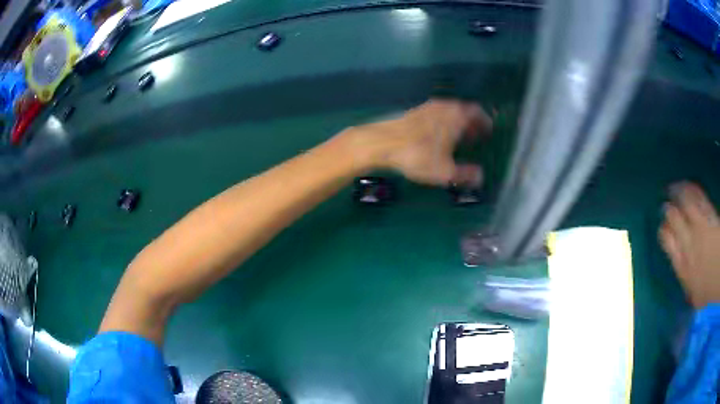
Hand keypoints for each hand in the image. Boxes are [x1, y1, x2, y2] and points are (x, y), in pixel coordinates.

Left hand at [344, 99, 491, 185]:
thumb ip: (466, 174)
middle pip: (464, 111)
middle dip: (472, 124)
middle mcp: (444, 106)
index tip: (488, 131)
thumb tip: (480, 178)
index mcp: (457, 115)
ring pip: (449, 112)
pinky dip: (443, 123)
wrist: (381, 143)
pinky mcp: (413, 112)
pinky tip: (437, 137)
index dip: (485, 121)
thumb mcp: (445, 171)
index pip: (477, 112)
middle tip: (475, 137)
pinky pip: (436, 115)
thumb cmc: (418, 155)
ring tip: (458, 139)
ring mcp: (427, 107)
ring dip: (457, 123)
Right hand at [659, 182, 719, 308]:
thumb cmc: (708, 288)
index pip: (667, 242)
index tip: (663, 229)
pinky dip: (690, 189)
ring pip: (685, 204)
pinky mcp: (707, 213)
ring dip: (677, 194)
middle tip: (666, 206)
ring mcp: (698, 225)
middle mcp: (687, 242)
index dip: (664, 233)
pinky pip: (697, 197)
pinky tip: (686, 184)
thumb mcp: (696, 297)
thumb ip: (689, 288)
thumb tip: (684, 285)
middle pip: (674, 219)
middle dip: (669, 211)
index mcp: (682, 265)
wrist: (719, 271)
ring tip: (672, 189)